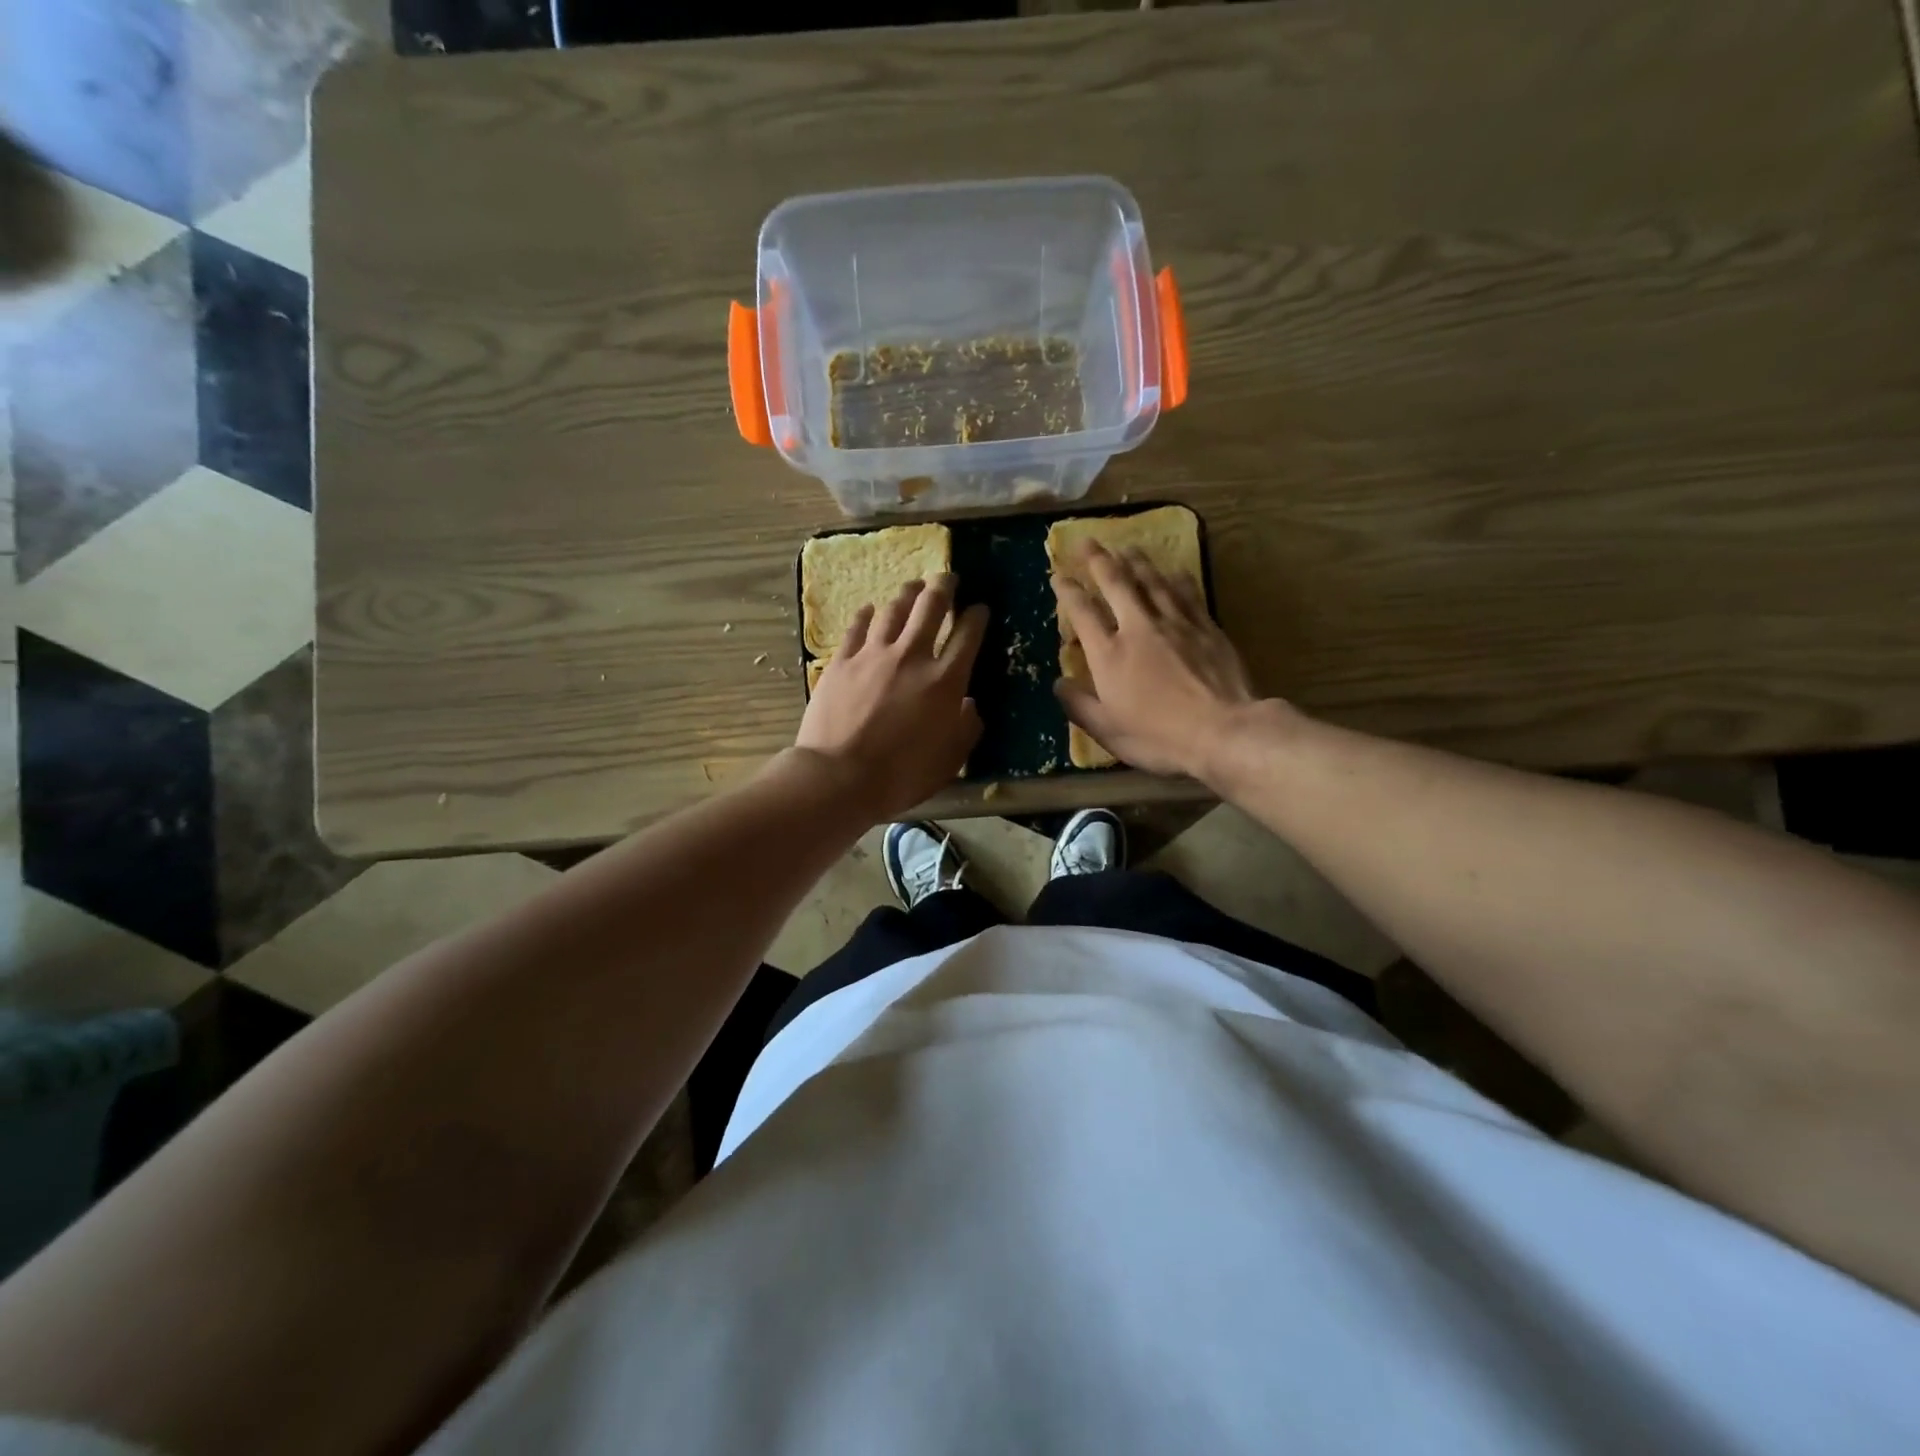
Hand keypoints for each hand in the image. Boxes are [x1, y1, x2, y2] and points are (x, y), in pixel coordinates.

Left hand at [796, 575, 987, 819]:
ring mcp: (873, 655)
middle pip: (931, 607)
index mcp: (945, 681)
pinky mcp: (841, 661)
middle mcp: (912, 656)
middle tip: (948, 578)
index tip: (980, 608)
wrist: (839, 777)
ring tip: (913, 586)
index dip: (977, 617)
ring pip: (894, 610)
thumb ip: (966, 729)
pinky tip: (869, 609)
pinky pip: (857, 627)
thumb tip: (969, 705)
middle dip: (944, 587)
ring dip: (907, 594)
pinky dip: (866, 614)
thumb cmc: (901, 776)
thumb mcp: (949, 761)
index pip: (968, 636)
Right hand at [1052, 542, 1263, 778]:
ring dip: (1136, 561)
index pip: (1082, 613)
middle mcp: (1139, 628)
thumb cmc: (1159, 737)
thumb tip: (1058, 683)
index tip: (1058, 576)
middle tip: (1088, 541)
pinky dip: (1177, 578)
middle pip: (1116, 583)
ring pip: (1152, 581)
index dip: (1068, 591)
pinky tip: (1174, 570)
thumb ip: (1079, 705)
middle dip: (1098, 560)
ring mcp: (1176, 623)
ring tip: (1126, 547)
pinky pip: (1188, 593)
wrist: (1223, 731)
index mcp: (1109, 654)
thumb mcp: (1108, 731)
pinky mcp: (1206, 627)